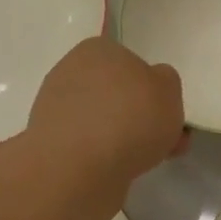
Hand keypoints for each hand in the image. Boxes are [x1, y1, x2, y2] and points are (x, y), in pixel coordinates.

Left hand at [27, 38, 186, 189]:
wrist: (79, 168)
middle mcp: (71, 72)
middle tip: (164, 139)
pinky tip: (122, 169)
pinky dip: (105, 155)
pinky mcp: (50, 142)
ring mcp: (55, 108)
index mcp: (98, 50)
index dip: (152, 88)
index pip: (130, 62)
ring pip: (103, 120)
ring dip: (125, 137)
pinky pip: (89, 144)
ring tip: (148, 160)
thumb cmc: (130, 118)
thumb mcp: (170, 89)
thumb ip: (165, 81)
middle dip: (140, 116)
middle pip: (117, 93)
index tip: (165, 111)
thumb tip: (151, 86)